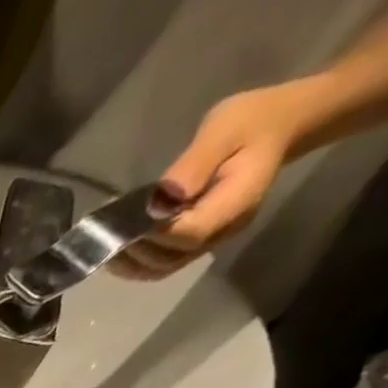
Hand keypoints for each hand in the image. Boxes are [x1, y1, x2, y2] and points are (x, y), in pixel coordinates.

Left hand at [113, 84, 307, 279]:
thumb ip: (195, 164)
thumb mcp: (225, 128)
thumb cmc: (254, 120)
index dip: (155, 234)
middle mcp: (223, 231)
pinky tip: (118, 250)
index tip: (127, 221)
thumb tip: (161, 198)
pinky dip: (137, 262)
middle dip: (135, 251)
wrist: (281, 125)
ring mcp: (211, 240)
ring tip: (106, 244)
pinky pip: (164, 262)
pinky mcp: (198, 241)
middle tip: (106, 235)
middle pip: (171, 258)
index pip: (190, 234)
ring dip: (130, 262)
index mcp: (236, 203)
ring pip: (163, 267)